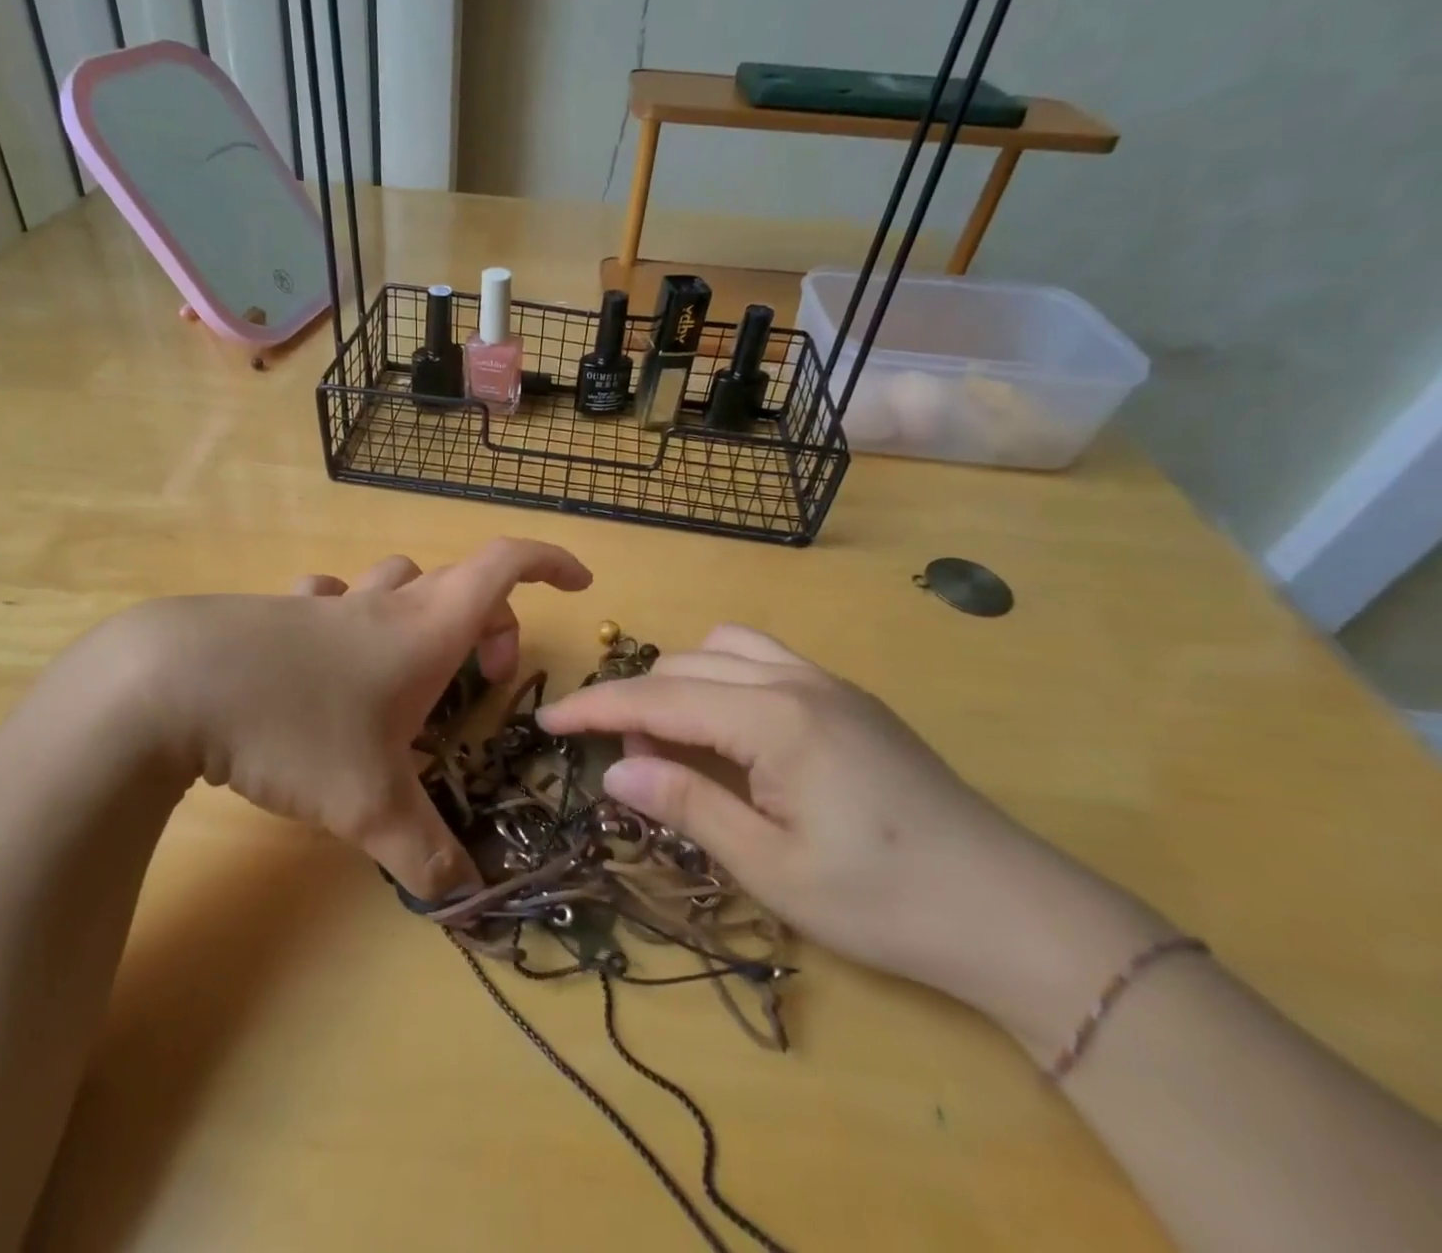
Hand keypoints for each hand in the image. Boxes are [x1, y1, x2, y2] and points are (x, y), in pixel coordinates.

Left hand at [81, 539, 590, 900]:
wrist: (172, 682)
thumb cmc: (295, 726)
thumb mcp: (369, 803)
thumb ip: (425, 854)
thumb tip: (468, 903)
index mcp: (425, 629)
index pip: (506, 565)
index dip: (550, 563)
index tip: (580, 584)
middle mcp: (384, 605)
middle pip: (459, 583)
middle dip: (490, 621)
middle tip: (485, 677)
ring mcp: (328, 604)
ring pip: (396, 582)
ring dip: (420, 613)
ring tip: (410, 671)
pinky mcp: (278, 613)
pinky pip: (331, 599)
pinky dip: (347, 616)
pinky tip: (327, 657)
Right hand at [536, 624, 1169, 1054]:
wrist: (1013, 912)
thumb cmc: (884, 901)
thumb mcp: (772, 867)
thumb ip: (688, 804)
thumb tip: (614, 769)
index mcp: (774, 718)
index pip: (659, 697)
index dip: (595, 708)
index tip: (545, 720)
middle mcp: (797, 681)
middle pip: (687, 663)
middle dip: (638, 699)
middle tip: (621, 756)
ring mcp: (829, 683)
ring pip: (726, 647)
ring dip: (682, 679)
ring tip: (673, 736)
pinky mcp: (850, 699)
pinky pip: (764, 659)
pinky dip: (724, 677)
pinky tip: (731, 729)